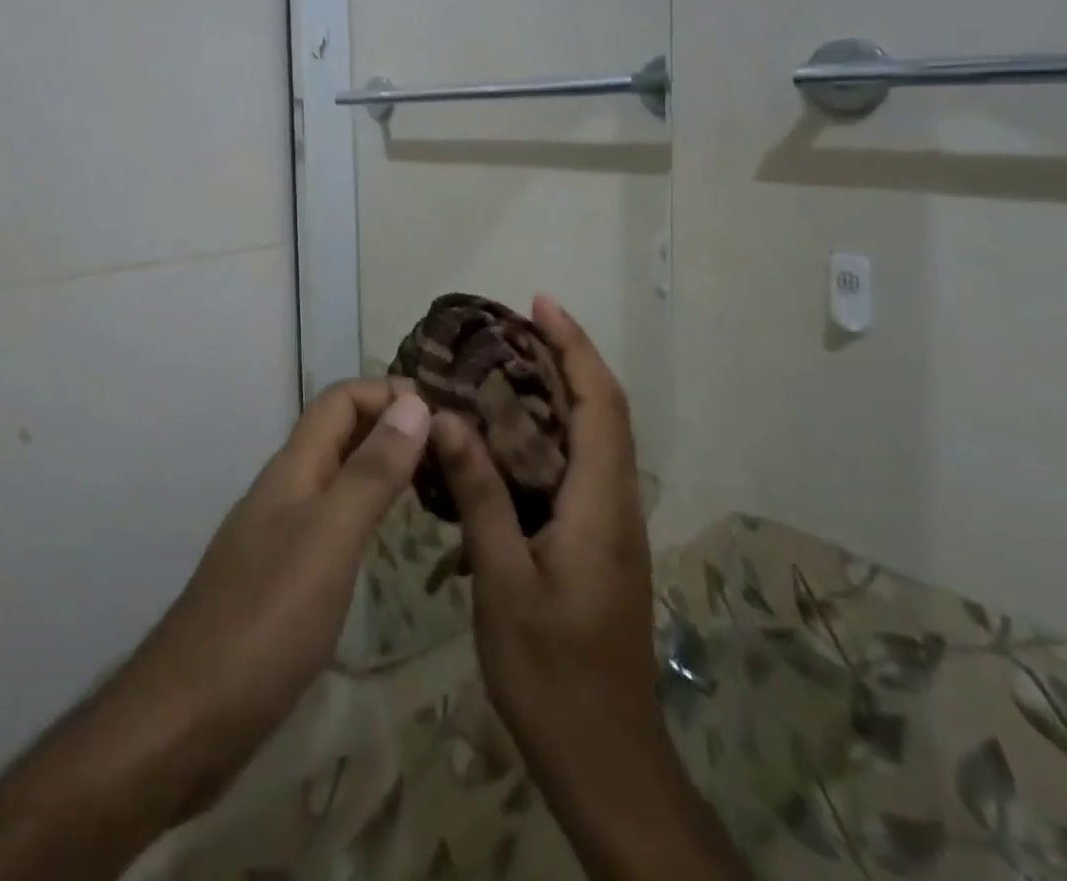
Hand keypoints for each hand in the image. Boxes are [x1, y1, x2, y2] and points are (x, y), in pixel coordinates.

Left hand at [126, 376, 431, 814]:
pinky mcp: (282, 580)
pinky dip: (369, 511)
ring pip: (338, 477)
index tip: (445, 411)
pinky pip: (333, 521)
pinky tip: (392, 538)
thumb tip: (415, 402)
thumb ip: (371, 471)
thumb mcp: (330, 538)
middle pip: (340, 433)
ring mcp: (280, 536)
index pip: (341, 400)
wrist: (187, 720)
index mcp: (293, 469)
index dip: (388, 393)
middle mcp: (286, 491)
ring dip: (384, 467)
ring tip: (437, 484)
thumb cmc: (265, 620)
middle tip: (453, 448)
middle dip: (392, 426)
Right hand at [431, 298, 708, 880]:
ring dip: (562, 393)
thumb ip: (481, 495)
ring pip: (595, 438)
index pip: (599, 401)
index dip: (573, 345)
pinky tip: (508, 443)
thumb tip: (449, 420)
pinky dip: (552, 434)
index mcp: (601, 503)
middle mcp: (617, 503)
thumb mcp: (504, 582)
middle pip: (604, 410)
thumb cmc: (553, 674)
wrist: (608, 762)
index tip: (539, 303)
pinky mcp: (601, 546)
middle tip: (512, 328)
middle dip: (568, 358)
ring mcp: (613, 526)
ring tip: (506, 368)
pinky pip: (581, 468)